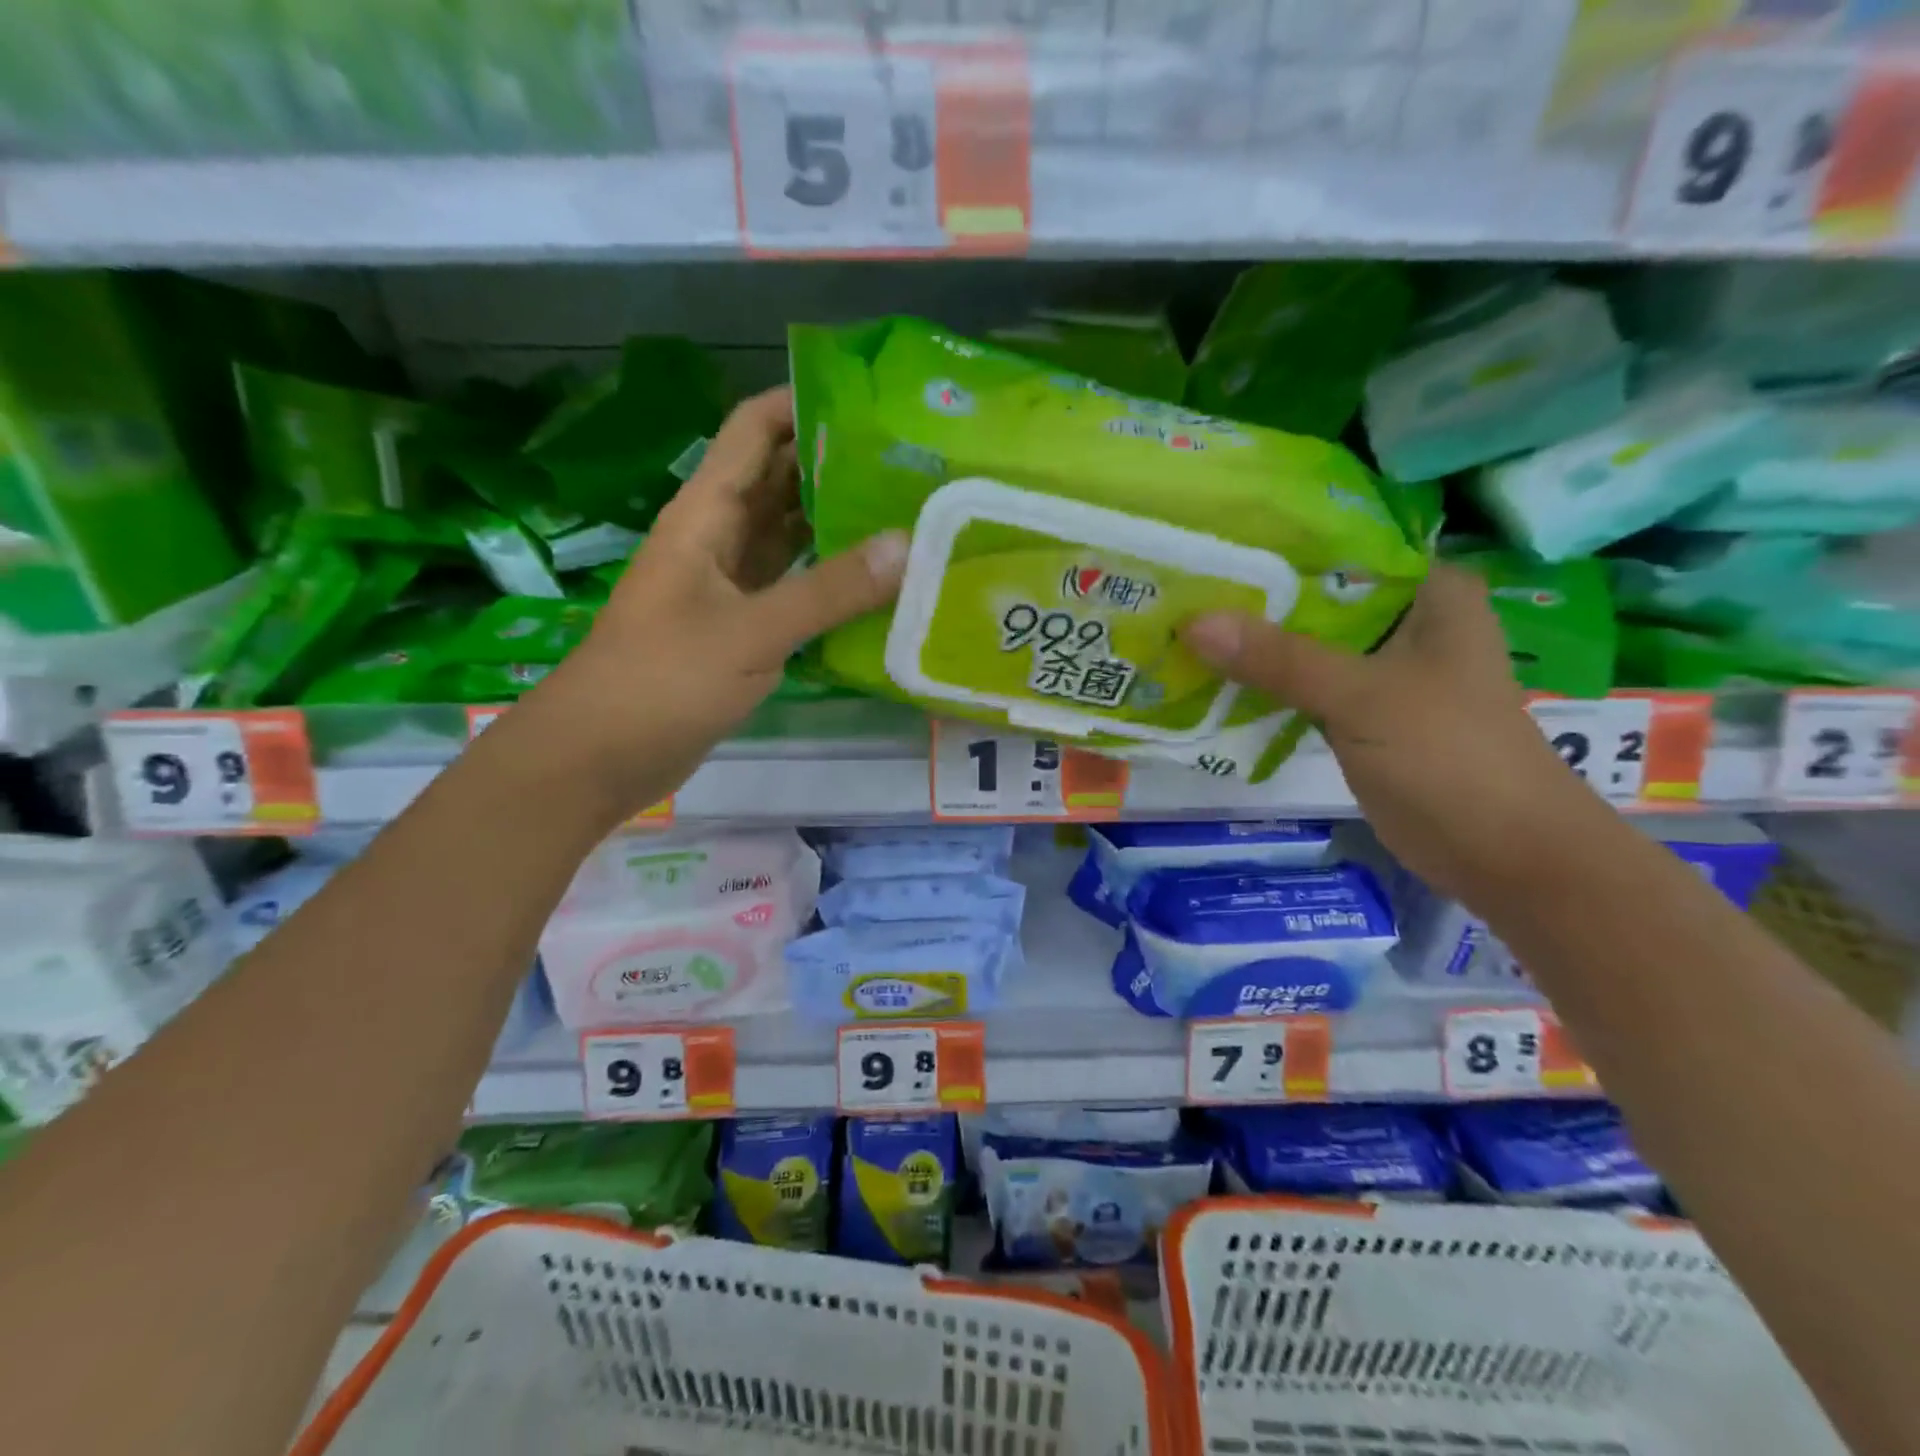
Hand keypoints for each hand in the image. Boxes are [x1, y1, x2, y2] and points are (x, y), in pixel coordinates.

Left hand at [532, 387, 906, 815]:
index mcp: (705, 513)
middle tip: (908, 465)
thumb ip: (828, 590)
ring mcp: (728, 585)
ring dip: (836, 524)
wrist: (602, 753)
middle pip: (779, 480)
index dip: (803, 404)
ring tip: (904, 515)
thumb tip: (906, 545)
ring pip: (787, 536)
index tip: (872, 406)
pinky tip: (874, 585)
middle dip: (835, 465)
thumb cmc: (664, 678)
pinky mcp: (738, 628)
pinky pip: (790, 587)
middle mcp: (717, 537)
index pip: (754, 430)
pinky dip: (826, 581)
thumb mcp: (751, 631)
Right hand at [1183, 563, 1602, 902]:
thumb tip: (1193, 624)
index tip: (1211, 539)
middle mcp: (1404, 621)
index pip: (1341, 547)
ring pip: (1304, 643)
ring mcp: (1380, 669)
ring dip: (1253, 642)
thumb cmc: (1450, 755)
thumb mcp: (1361, 696)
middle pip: (1315, 597)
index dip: (1276, 544)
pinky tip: (1211, 672)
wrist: (1501, 852)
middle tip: (1181, 584)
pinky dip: (1264, 681)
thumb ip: (1279, 658)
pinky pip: (1302, 684)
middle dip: (1253, 596)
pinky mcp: (1359, 711)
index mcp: (1427, 592)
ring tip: (1181, 623)